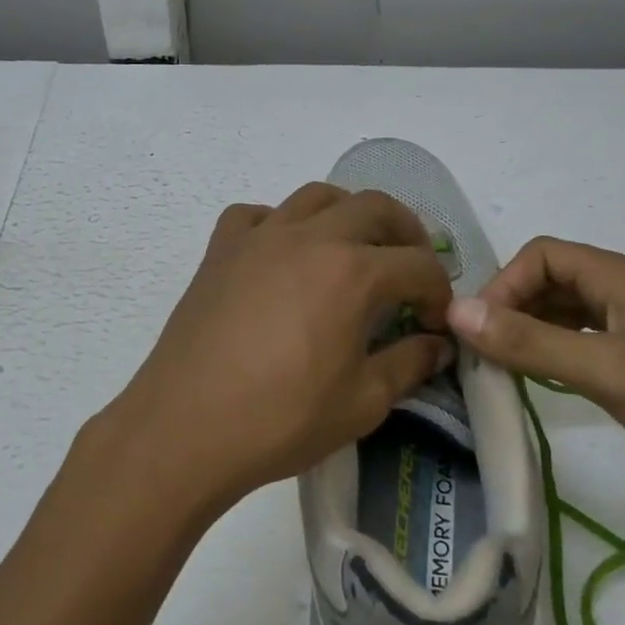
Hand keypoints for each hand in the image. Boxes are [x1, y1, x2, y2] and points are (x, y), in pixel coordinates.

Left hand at [101, 184, 453, 513]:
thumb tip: (437, 344)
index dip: (439, 292)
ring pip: (317, 197)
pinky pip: (257, 215)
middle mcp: (310, 237)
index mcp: (353, 272)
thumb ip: (409, 364)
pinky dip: (279, 223)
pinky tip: (281, 254)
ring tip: (354, 249)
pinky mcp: (221, 249)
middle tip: (410, 270)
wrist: (186, 427)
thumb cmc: (281, 419)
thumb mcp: (362, 403)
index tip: (436, 324)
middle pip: (375, 207)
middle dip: (406, 234)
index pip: (418, 265)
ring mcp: (260, 237)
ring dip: (348, 214)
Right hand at [447, 236, 624, 513]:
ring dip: (535, 331)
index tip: (484, 331)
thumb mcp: (605, 370)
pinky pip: (591, 340)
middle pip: (555, 280)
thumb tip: (455, 311)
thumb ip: (529, 341)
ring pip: (572, 312)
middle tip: (488, 352)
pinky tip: (549, 379)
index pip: (542, 255)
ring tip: (509, 367)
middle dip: (514, 308)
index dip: (504, 285)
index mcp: (624, 276)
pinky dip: (560, 351)